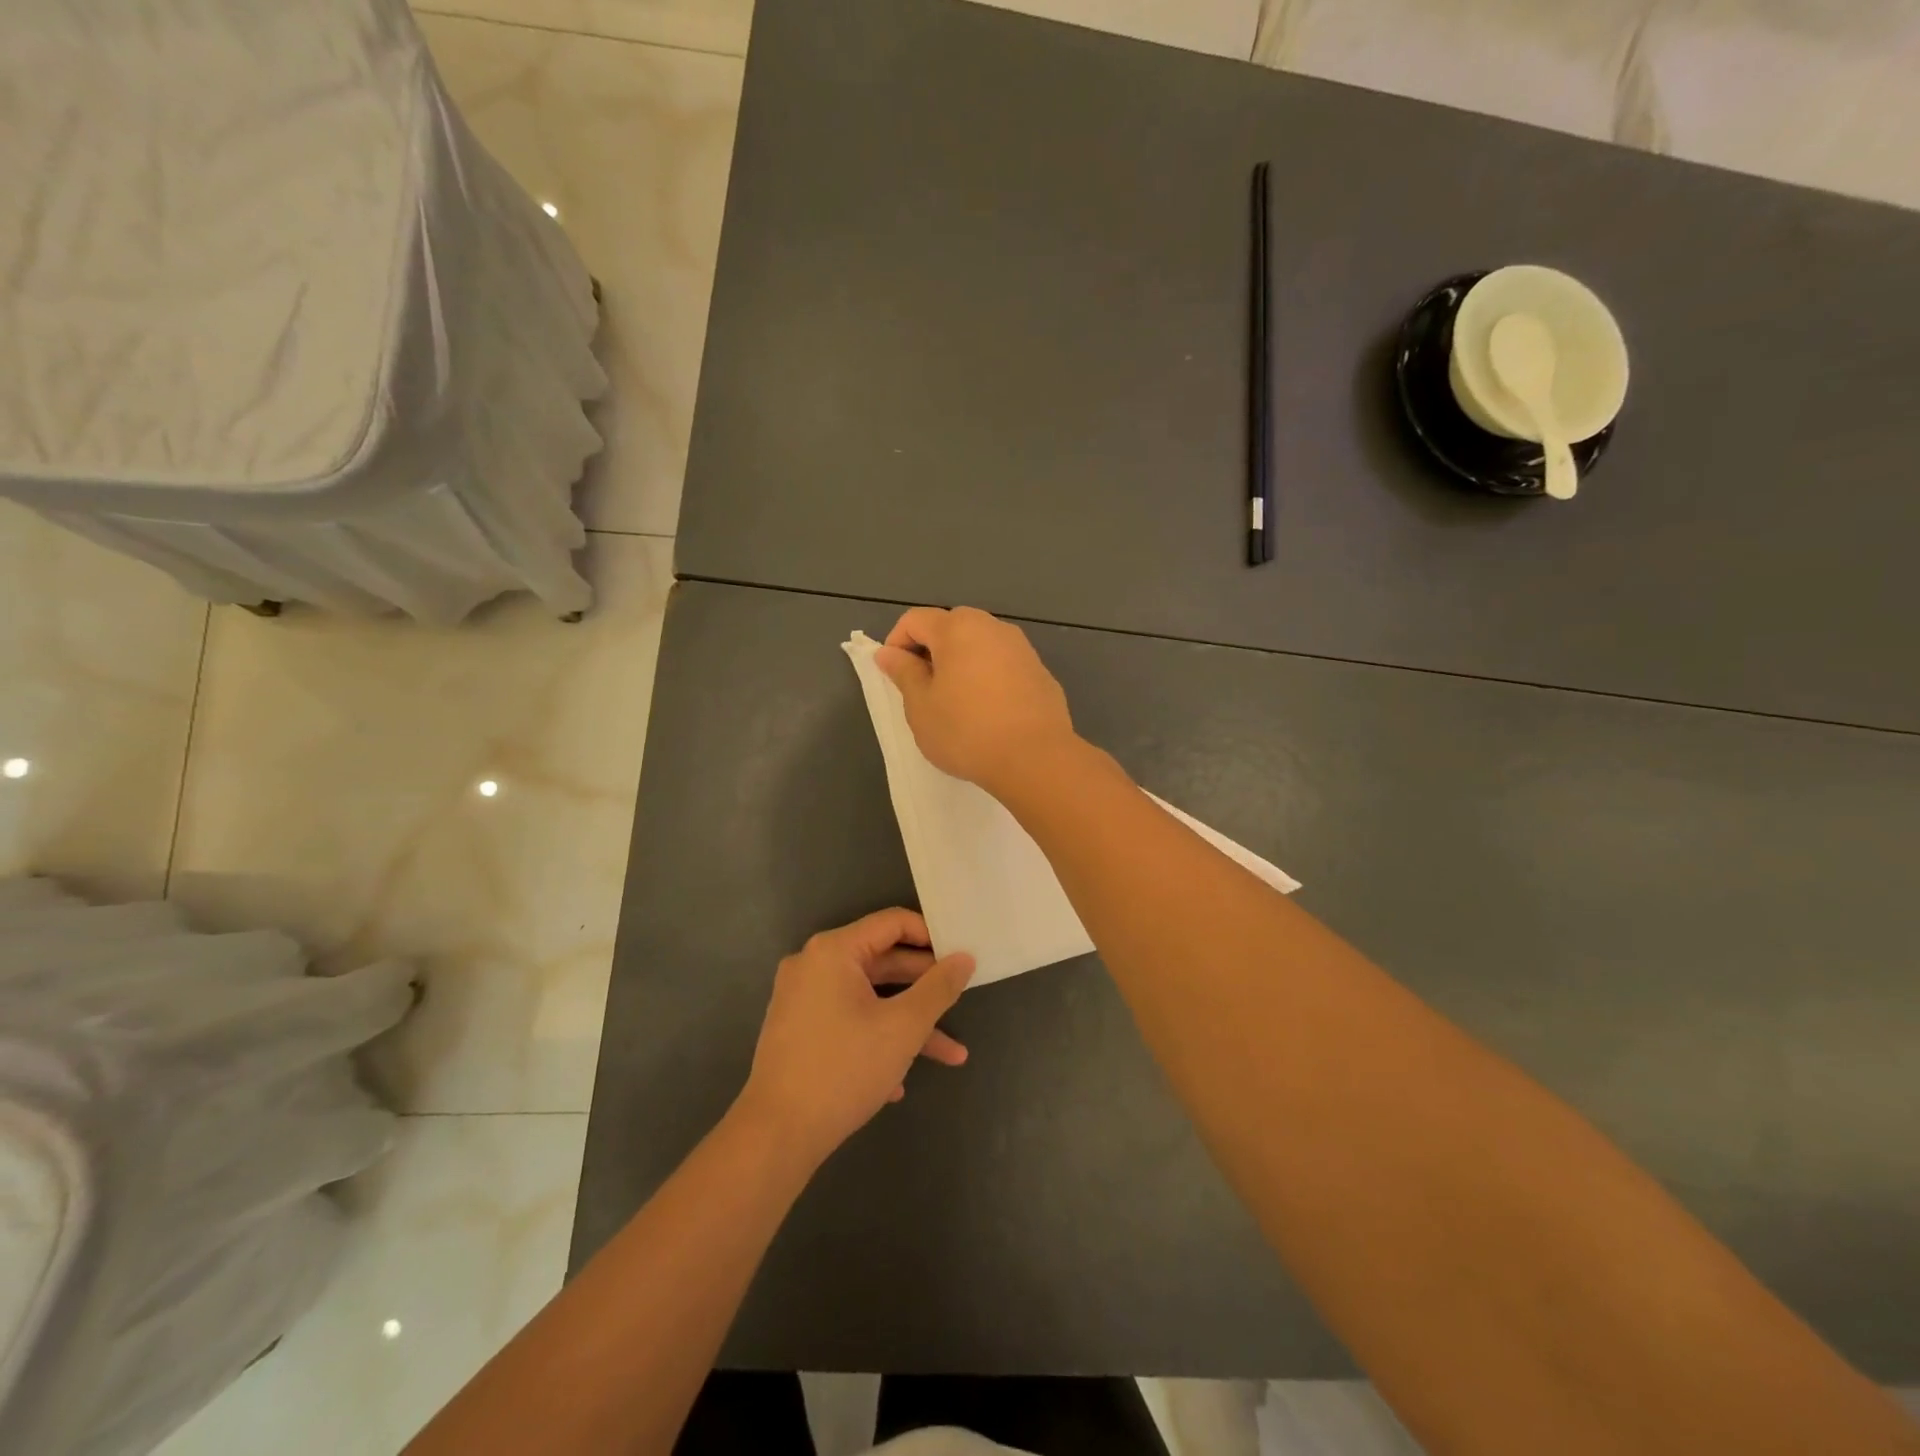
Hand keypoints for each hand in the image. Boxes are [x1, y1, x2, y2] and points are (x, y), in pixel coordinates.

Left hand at [738, 908, 973, 1166]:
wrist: (776, 1136)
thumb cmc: (844, 1069)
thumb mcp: (904, 1027)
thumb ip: (939, 988)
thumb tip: (964, 958)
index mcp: (834, 951)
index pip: (892, 923)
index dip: (931, 936)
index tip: (960, 956)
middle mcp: (813, 965)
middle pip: (881, 962)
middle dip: (925, 988)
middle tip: (961, 999)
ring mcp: (802, 998)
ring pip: (869, 999)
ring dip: (908, 1024)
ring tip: (951, 1054)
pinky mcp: (798, 1030)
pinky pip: (848, 1020)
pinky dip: (877, 1039)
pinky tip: (899, 1082)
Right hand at [875, 606, 1077, 797]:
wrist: (1035, 758)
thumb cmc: (966, 731)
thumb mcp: (921, 706)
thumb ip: (903, 673)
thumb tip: (888, 653)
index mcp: (958, 628)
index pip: (914, 620)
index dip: (896, 645)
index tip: (895, 678)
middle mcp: (992, 627)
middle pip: (950, 627)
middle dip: (930, 652)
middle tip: (923, 691)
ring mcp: (1022, 648)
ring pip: (980, 646)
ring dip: (961, 665)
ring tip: (956, 704)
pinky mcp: (1040, 673)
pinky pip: (1003, 665)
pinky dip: (988, 678)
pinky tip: (989, 713)